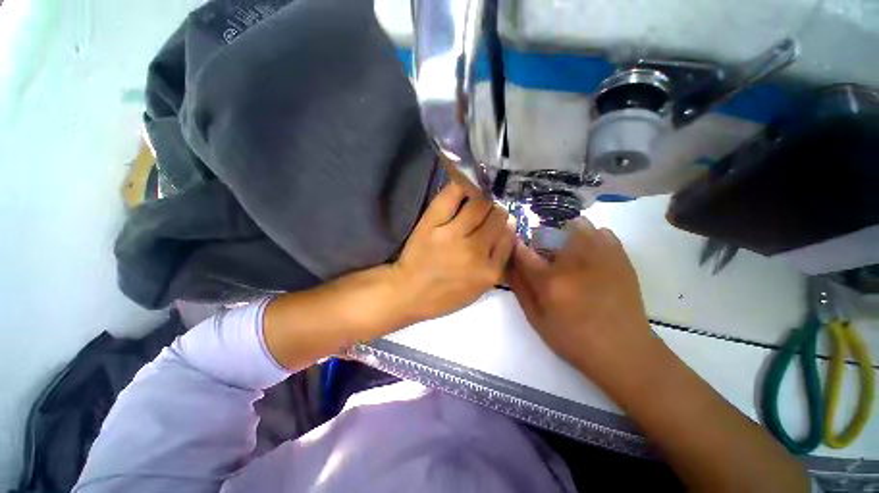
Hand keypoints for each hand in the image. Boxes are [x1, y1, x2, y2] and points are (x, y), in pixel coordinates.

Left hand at [390, 180, 515, 323]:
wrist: (408, 292)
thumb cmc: (444, 295)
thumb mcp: (479, 289)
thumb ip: (496, 261)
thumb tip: (506, 227)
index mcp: (489, 271)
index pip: (508, 236)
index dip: (504, 226)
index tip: (497, 224)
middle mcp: (475, 251)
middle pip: (497, 216)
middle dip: (495, 212)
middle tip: (486, 212)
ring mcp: (453, 235)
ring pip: (480, 203)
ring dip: (482, 199)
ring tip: (475, 200)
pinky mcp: (432, 223)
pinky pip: (452, 195)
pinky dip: (461, 187)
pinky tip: (463, 189)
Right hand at [506, 217, 657, 379]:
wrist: (624, 350)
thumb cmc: (574, 339)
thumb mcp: (537, 320)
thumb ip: (520, 290)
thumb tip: (509, 267)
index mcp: (550, 281)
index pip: (523, 253)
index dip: (515, 245)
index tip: (513, 242)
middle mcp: (574, 262)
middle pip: (552, 231)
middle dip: (542, 237)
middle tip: (545, 252)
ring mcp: (600, 257)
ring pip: (580, 225)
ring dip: (568, 233)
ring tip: (568, 250)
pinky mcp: (620, 258)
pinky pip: (603, 233)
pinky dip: (592, 237)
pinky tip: (590, 253)